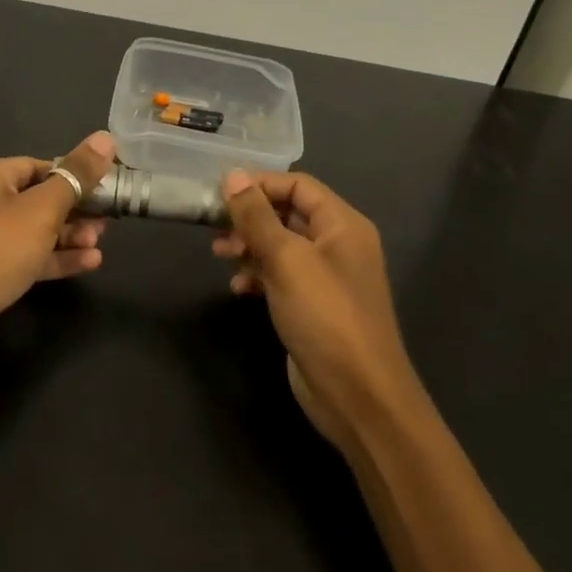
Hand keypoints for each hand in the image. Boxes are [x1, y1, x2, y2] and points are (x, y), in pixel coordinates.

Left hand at [0, 132, 118, 374]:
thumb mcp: (42, 209)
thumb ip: (76, 176)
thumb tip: (105, 138)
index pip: (40, 166)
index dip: (76, 177)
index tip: (109, 190)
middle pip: (38, 198)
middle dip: (75, 211)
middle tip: (108, 224)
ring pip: (33, 230)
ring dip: (68, 236)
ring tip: (99, 245)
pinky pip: (25, 256)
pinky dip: (53, 258)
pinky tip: (87, 263)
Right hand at [213, 170, 418, 448]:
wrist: (358, 395)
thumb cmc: (325, 316)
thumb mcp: (287, 260)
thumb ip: (257, 216)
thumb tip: (232, 176)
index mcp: (343, 225)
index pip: (298, 185)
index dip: (259, 184)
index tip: (219, 193)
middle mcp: (338, 245)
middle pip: (288, 214)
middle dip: (250, 217)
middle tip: (213, 226)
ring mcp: (326, 278)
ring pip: (281, 246)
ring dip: (249, 245)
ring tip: (219, 254)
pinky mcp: (313, 307)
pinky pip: (281, 277)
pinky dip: (258, 275)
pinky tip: (238, 288)